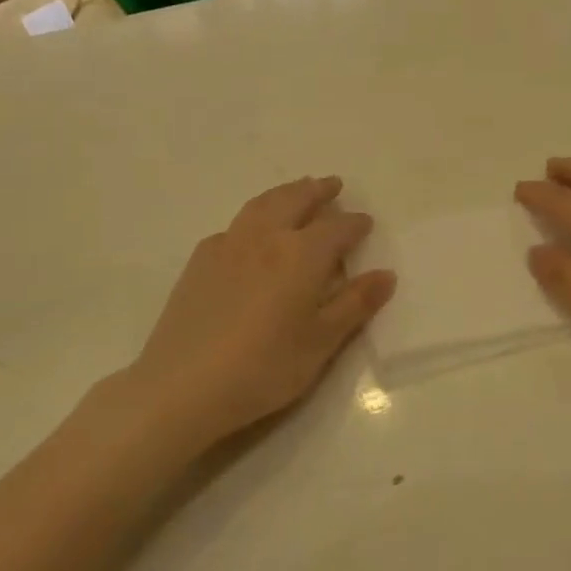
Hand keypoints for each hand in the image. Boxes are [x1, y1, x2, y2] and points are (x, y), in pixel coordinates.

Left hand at [122, 177, 395, 446]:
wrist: (184, 385)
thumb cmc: (264, 367)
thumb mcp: (321, 342)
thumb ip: (354, 304)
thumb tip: (386, 274)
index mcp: (302, 254)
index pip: (337, 228)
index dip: (355, 223)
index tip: (366, 222)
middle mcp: (266, 237)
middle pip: (295, 200)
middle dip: (318, 191)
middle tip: (333, 184)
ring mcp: (228, 244)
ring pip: (262, 205)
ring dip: (285, 193)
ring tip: (297, 191)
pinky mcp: (200, 260)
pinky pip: (234, 225)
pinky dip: (254, 217)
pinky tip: (252, 233)